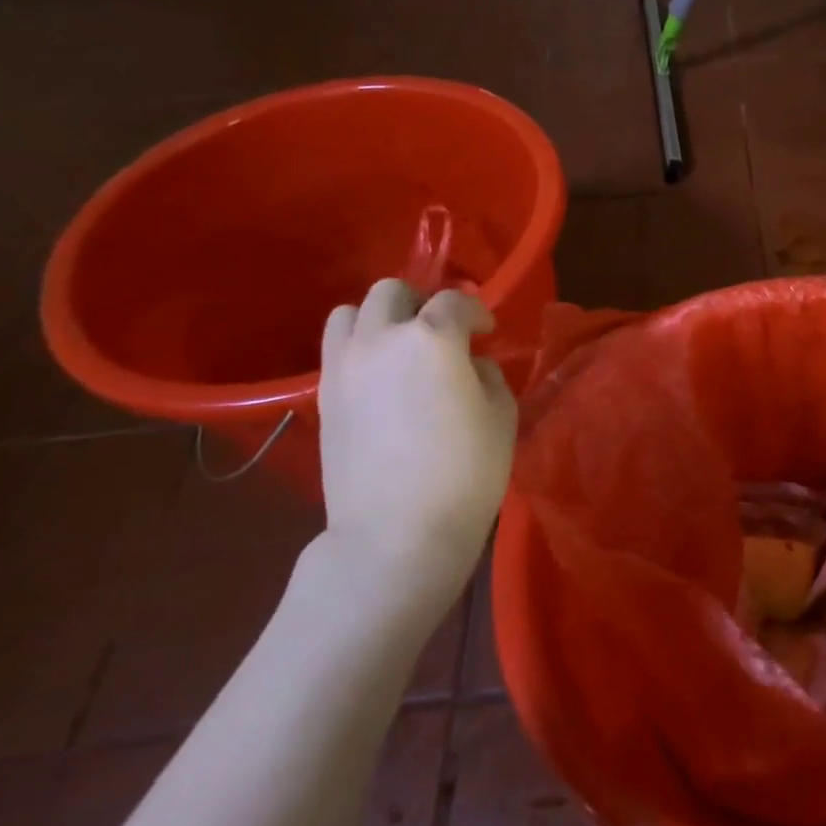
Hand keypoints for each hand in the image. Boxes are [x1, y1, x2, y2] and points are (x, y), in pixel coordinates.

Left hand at [319, 279, 516, 598]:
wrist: (397, 532)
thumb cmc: (466, 472)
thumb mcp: (502, 415)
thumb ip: (487, 375)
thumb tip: (468, 365)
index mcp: (433, 338)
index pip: (455, 301)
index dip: (476, 312)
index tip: (488, 332)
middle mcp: (382, 339)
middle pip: (393, 292)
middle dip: (422, 303)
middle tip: (442, 333)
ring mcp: (344, 366)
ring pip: (351, 312)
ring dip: (381, 319)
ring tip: (402, 348)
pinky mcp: (323, 396)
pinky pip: (337, 350)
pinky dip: (360, 349)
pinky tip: (381, 379)